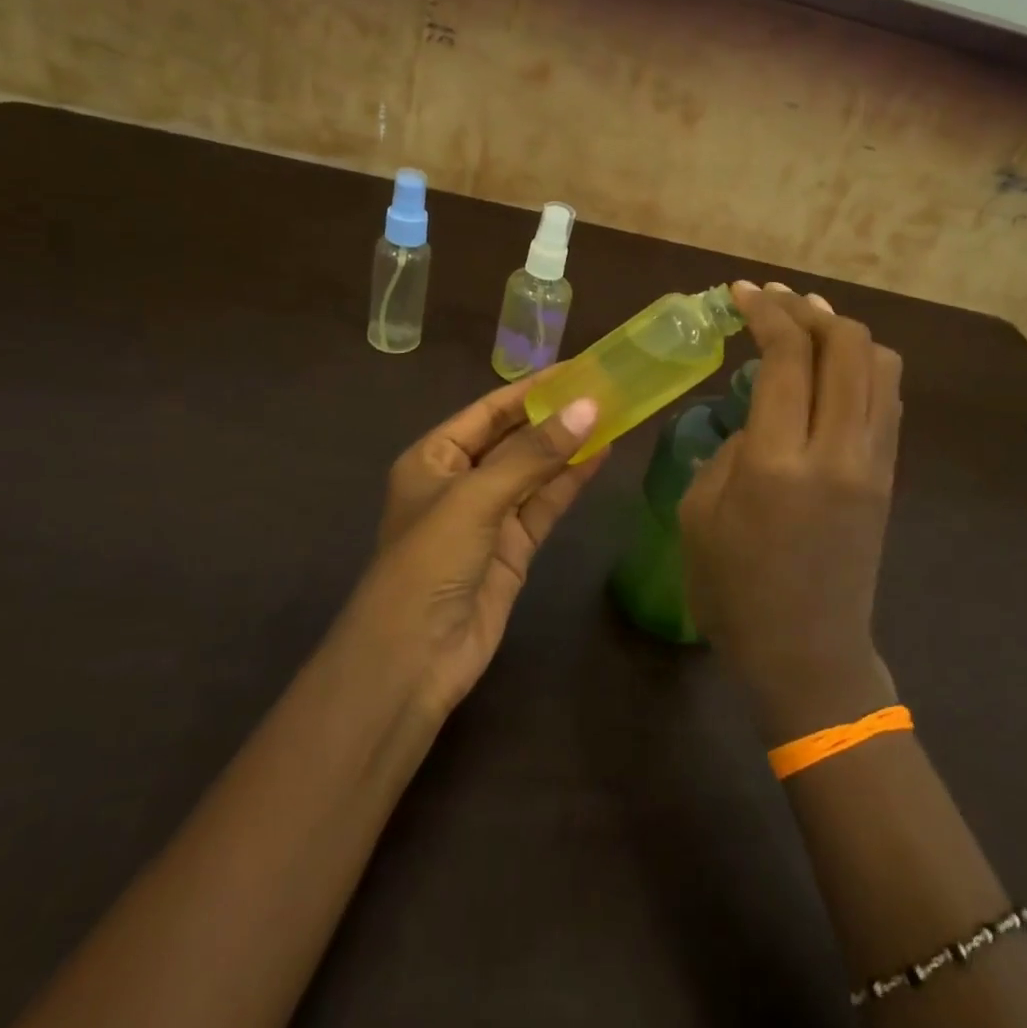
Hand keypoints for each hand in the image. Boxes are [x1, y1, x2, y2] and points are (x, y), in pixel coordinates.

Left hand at [349, 380, 607, 718]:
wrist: (413, 659)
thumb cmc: (430, 561)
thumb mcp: (476, 497)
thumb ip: (534, 454)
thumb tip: (589, 407)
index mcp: (434, 458)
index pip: (489, 411)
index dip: (532, 389)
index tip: (577, 368)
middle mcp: (460, 481)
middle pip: (514, 439)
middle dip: (555, 417)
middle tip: (605, 389)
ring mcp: (488, 517)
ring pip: (535, 471)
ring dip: (569, 447)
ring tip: (613, 415)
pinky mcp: (513, 549)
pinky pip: (545, 505)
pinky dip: (571, 482)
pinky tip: (601, 456)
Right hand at [680, 282, 903, 743]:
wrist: (808, 655)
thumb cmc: (734, 593)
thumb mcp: (699, 514)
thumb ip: (730, 449)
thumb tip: (760, 415)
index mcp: (778, 462)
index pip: (786, 356)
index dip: (765, 311)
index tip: (740, 292)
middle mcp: (837, 450)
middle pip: (846, 344)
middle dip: (807, 309)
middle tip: (773, 301)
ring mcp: (873, 462)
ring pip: (880, 364)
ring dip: (844, 331)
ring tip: (807, 324)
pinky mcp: (888, 477)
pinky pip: (887, 399)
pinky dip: (863, 366)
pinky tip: (832, 369)